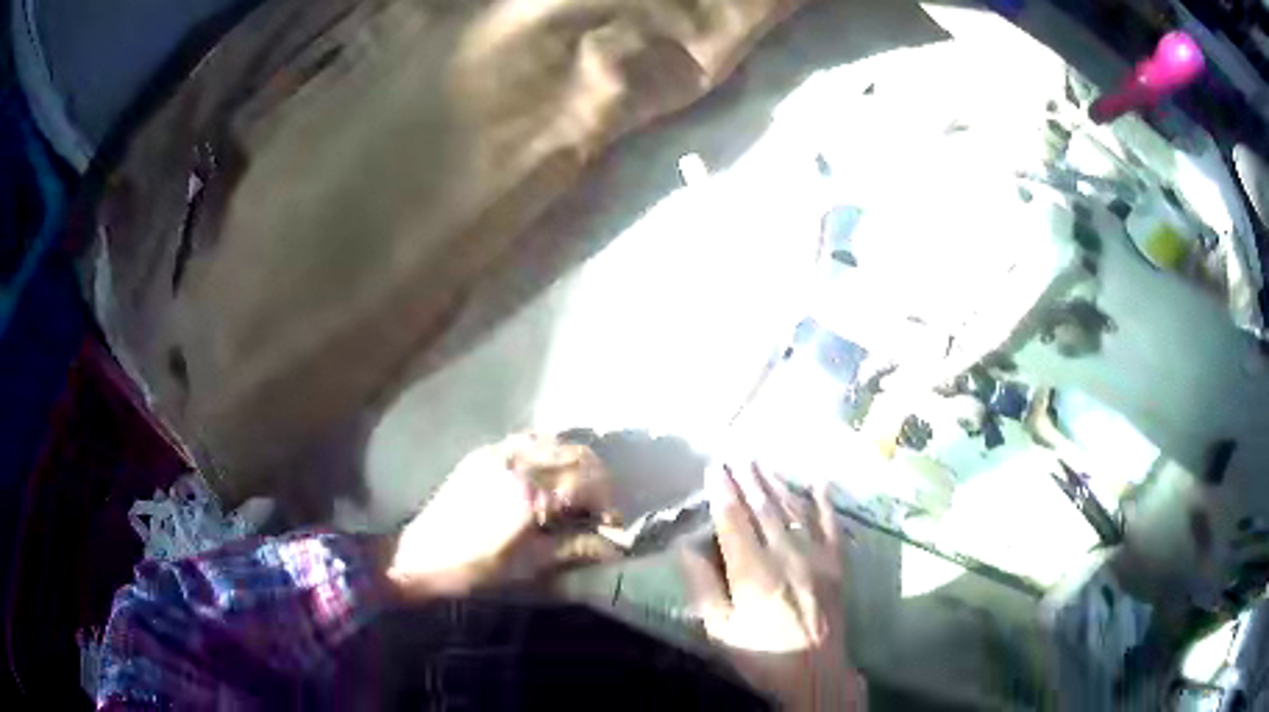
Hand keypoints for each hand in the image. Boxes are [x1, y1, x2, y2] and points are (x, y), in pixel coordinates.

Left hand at [386, 433, 619, 599]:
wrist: (422, 555)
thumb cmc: (477, 566)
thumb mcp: (531, 563)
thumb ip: (576, 547)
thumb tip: (616, 545)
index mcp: (528, 491)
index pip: (586, 482)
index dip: (607, 502)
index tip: (611, 524)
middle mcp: (516, 461)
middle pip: (576, 454)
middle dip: (597, 479)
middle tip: (598, 507)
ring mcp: (497, 452)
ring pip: (553, 441)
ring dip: (573, 462)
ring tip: (576, 491)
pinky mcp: (483, 453)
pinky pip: (526, 439)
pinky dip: (547, 451)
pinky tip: (547, 474)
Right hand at [681, 463, 864, 710]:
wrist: (815, 672)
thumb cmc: (762, 655)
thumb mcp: (721, 631)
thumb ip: (704, 588)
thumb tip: (686, 548)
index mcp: (753, 574)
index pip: (734, 523)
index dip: (722, 494)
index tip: (714, 469)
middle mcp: (786, 556)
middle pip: (763, 509)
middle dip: (748, 480)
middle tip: (736, 455)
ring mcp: (816, 557)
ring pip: (794, 510)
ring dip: (777, 483)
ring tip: (762, 461)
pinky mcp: (837, 564)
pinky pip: (831, 525)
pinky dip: (824, 502)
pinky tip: (818, 481)